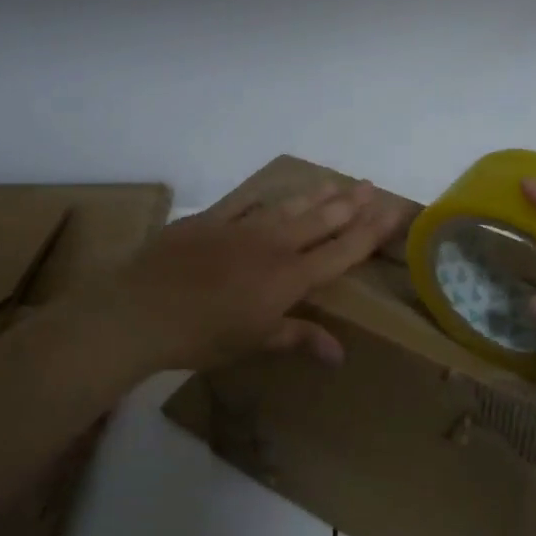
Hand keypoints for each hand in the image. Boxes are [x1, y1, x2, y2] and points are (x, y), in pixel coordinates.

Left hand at [108, 179, 406, 372]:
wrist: (141, 311)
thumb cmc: (203, 337)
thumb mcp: (255, 342)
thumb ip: (299, 337)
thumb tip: (340, 354)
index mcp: (289, 277)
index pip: (342, 250)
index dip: (371, 231)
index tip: (394, 211)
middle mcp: (273, 245)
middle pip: (322, 220)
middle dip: (351, 204)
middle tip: (373, 187)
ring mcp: (241, 227)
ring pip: (290, 205)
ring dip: (317, 194)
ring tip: (338, 182)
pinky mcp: (211, 219)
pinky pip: (246, 200)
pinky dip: (267, 195)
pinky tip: (278, 189)